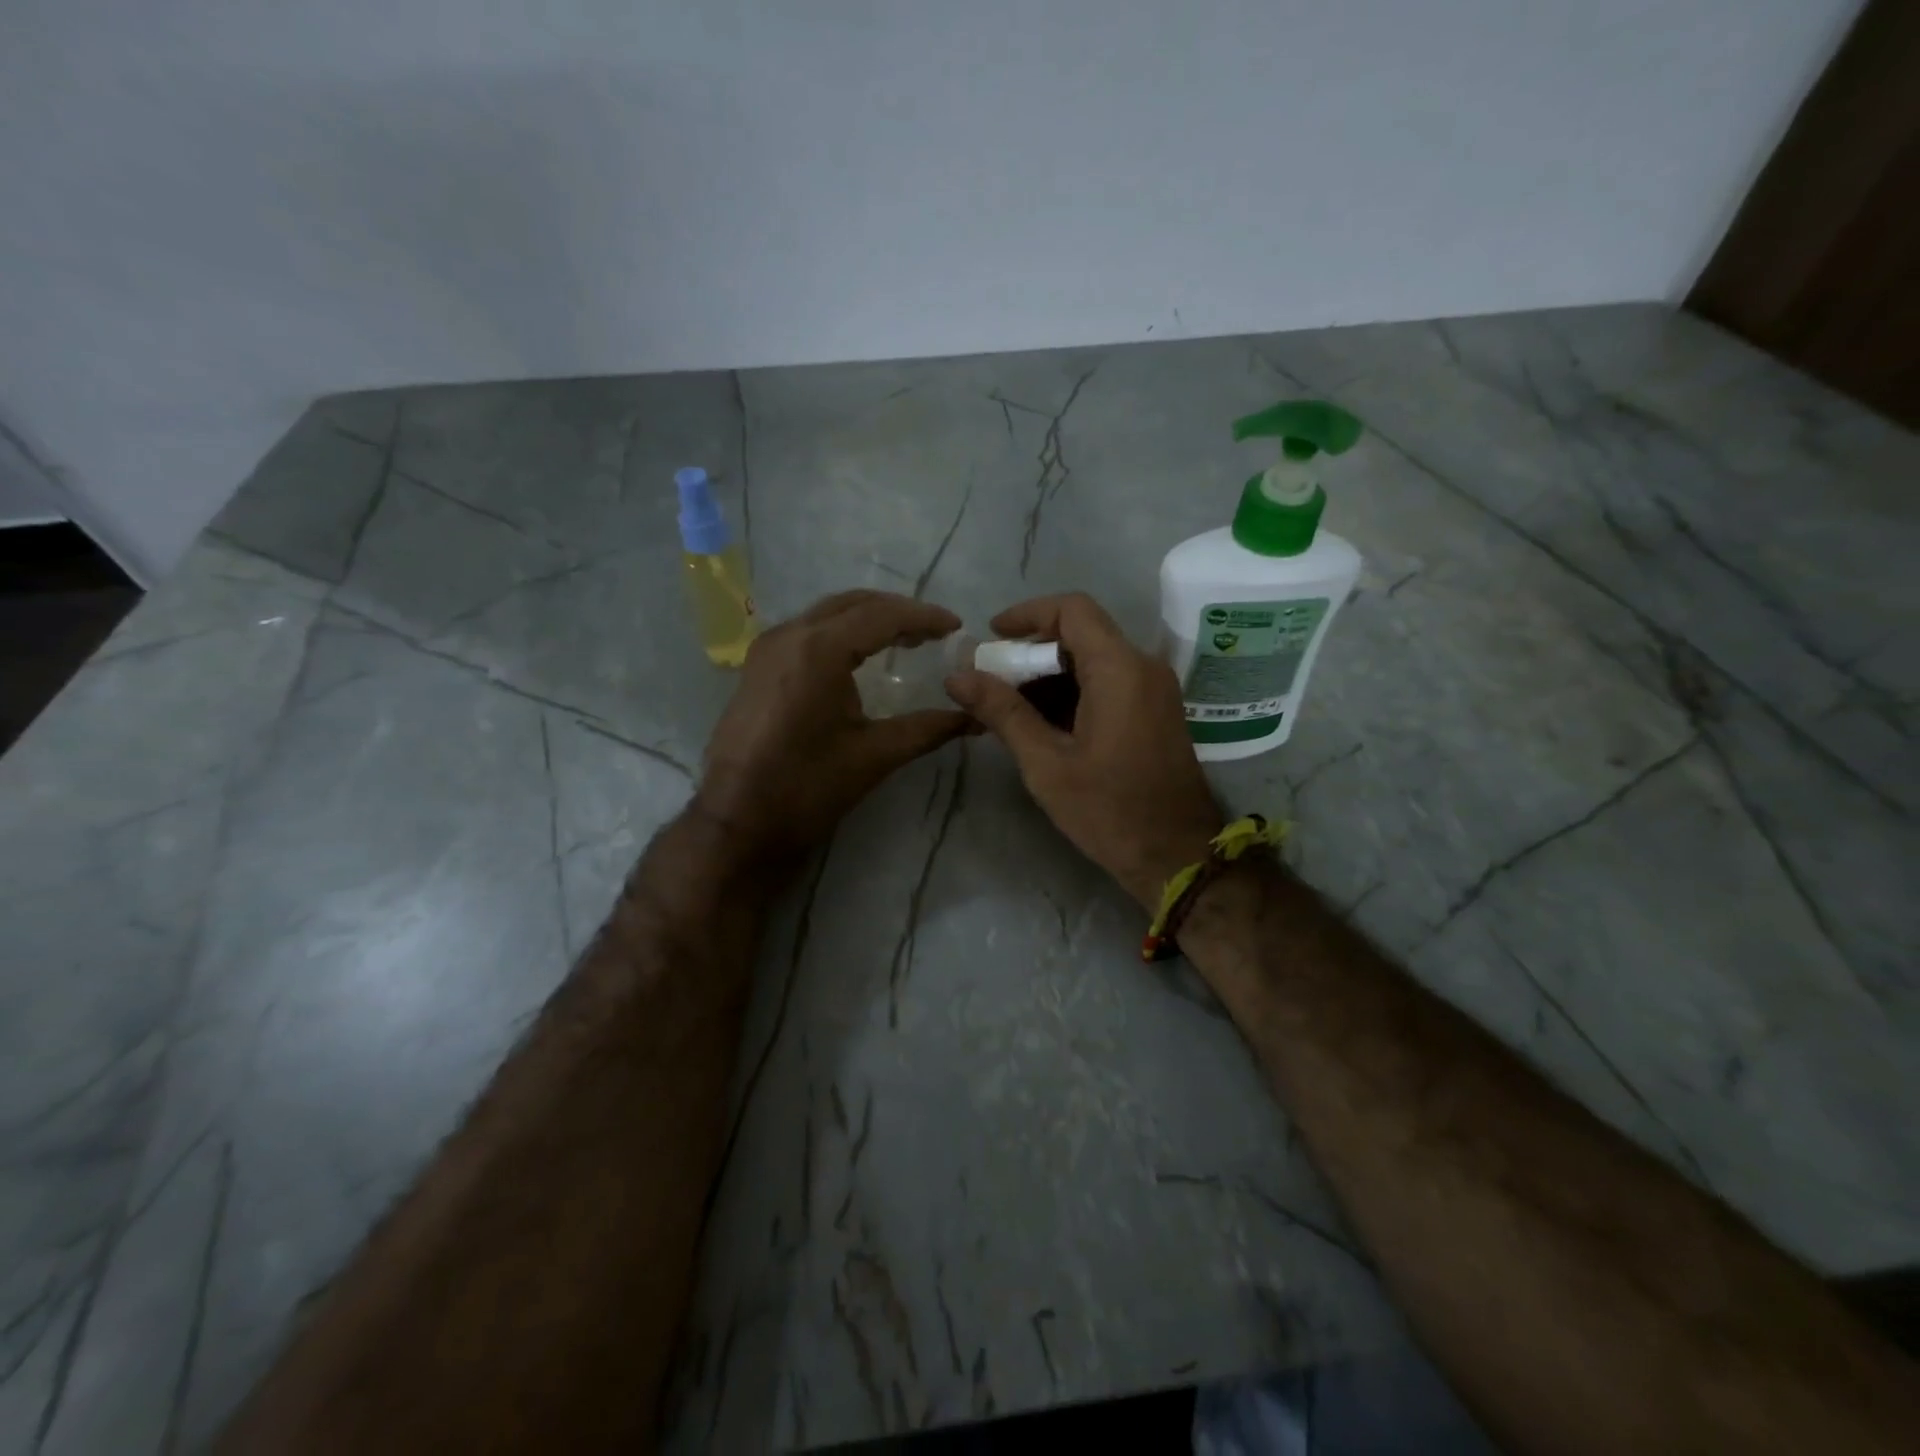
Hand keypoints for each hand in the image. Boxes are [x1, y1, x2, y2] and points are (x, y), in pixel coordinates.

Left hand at [696, 591, 969, 864]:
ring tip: (905, 640)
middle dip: (896, 612)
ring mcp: (767, 648)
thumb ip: (927, 729)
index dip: (923, 617)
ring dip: (867, 619)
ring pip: (827, 614)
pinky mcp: (757, 667)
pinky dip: (841, 633)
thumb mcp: (874, 755)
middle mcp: (789, 635)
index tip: (955, 627)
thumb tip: (973, 719)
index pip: (881, 616)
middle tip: (933, 632)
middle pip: (852, 604)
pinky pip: (807, 632)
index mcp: (819, 649)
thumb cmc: (807, 787)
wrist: (737, 821)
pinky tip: (860, 657)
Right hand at [945, 592, 1222, 907]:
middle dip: (1031, 653)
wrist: (1176, 857)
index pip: (1072, 610)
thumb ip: (1003, 712)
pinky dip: (1072, 692)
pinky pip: (1108, 683)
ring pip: (1093, 660)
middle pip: (1081, 633)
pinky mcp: (1154, 711)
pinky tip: (1041, 725)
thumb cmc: (1109, 811)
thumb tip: (956, 676)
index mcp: (1120, 670)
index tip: (991, 639)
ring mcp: (1153, 690)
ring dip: (1049, 676)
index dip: (1027, 615)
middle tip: (990, 683)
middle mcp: (1143, 667)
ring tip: (1007, 709)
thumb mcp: (1046, 763)